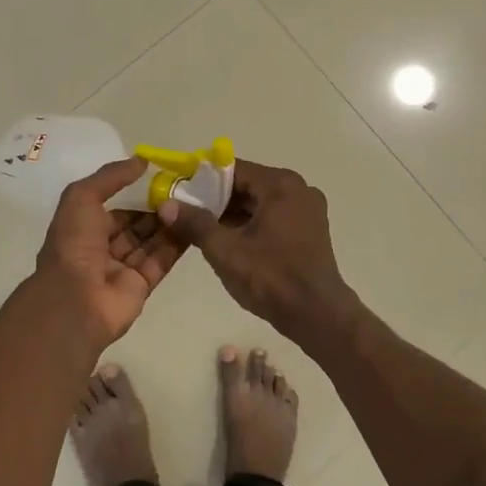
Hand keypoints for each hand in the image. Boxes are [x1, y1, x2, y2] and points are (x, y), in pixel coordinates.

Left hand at [20, 157, 187, 353]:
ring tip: (194, 202)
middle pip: (135, 224)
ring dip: (169, 222)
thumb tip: (141, 160)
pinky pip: (162, 260)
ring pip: (151, 241)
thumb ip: (111, 176)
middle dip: (156, 207)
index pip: (115, 206)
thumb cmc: (74, 243)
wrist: (75, 300)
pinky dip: (177, 243)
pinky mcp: (142, 286)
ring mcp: (122, 268)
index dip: (136, 192)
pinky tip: (195, 224)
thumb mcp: (82, 197)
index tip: (162, 177)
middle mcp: (102, 247)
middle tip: (185, 189)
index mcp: (83, 227)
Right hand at [158, 159, 355, 334]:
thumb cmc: (271, 278)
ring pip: (260, 201)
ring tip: (204, 231)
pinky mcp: (311, 228)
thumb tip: (167, 204)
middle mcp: (298, 188)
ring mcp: (308, 209)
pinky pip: (274, 215)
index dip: (202, 181)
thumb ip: (195, 223)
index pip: (232, 169)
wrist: (318, 316)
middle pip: (247, 184)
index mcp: (280, 184)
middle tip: (188, 215)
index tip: (180, 194)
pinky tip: (231, 242)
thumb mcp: (225, 250)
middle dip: (216, 199)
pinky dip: (252, 223)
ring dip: (233, 214)